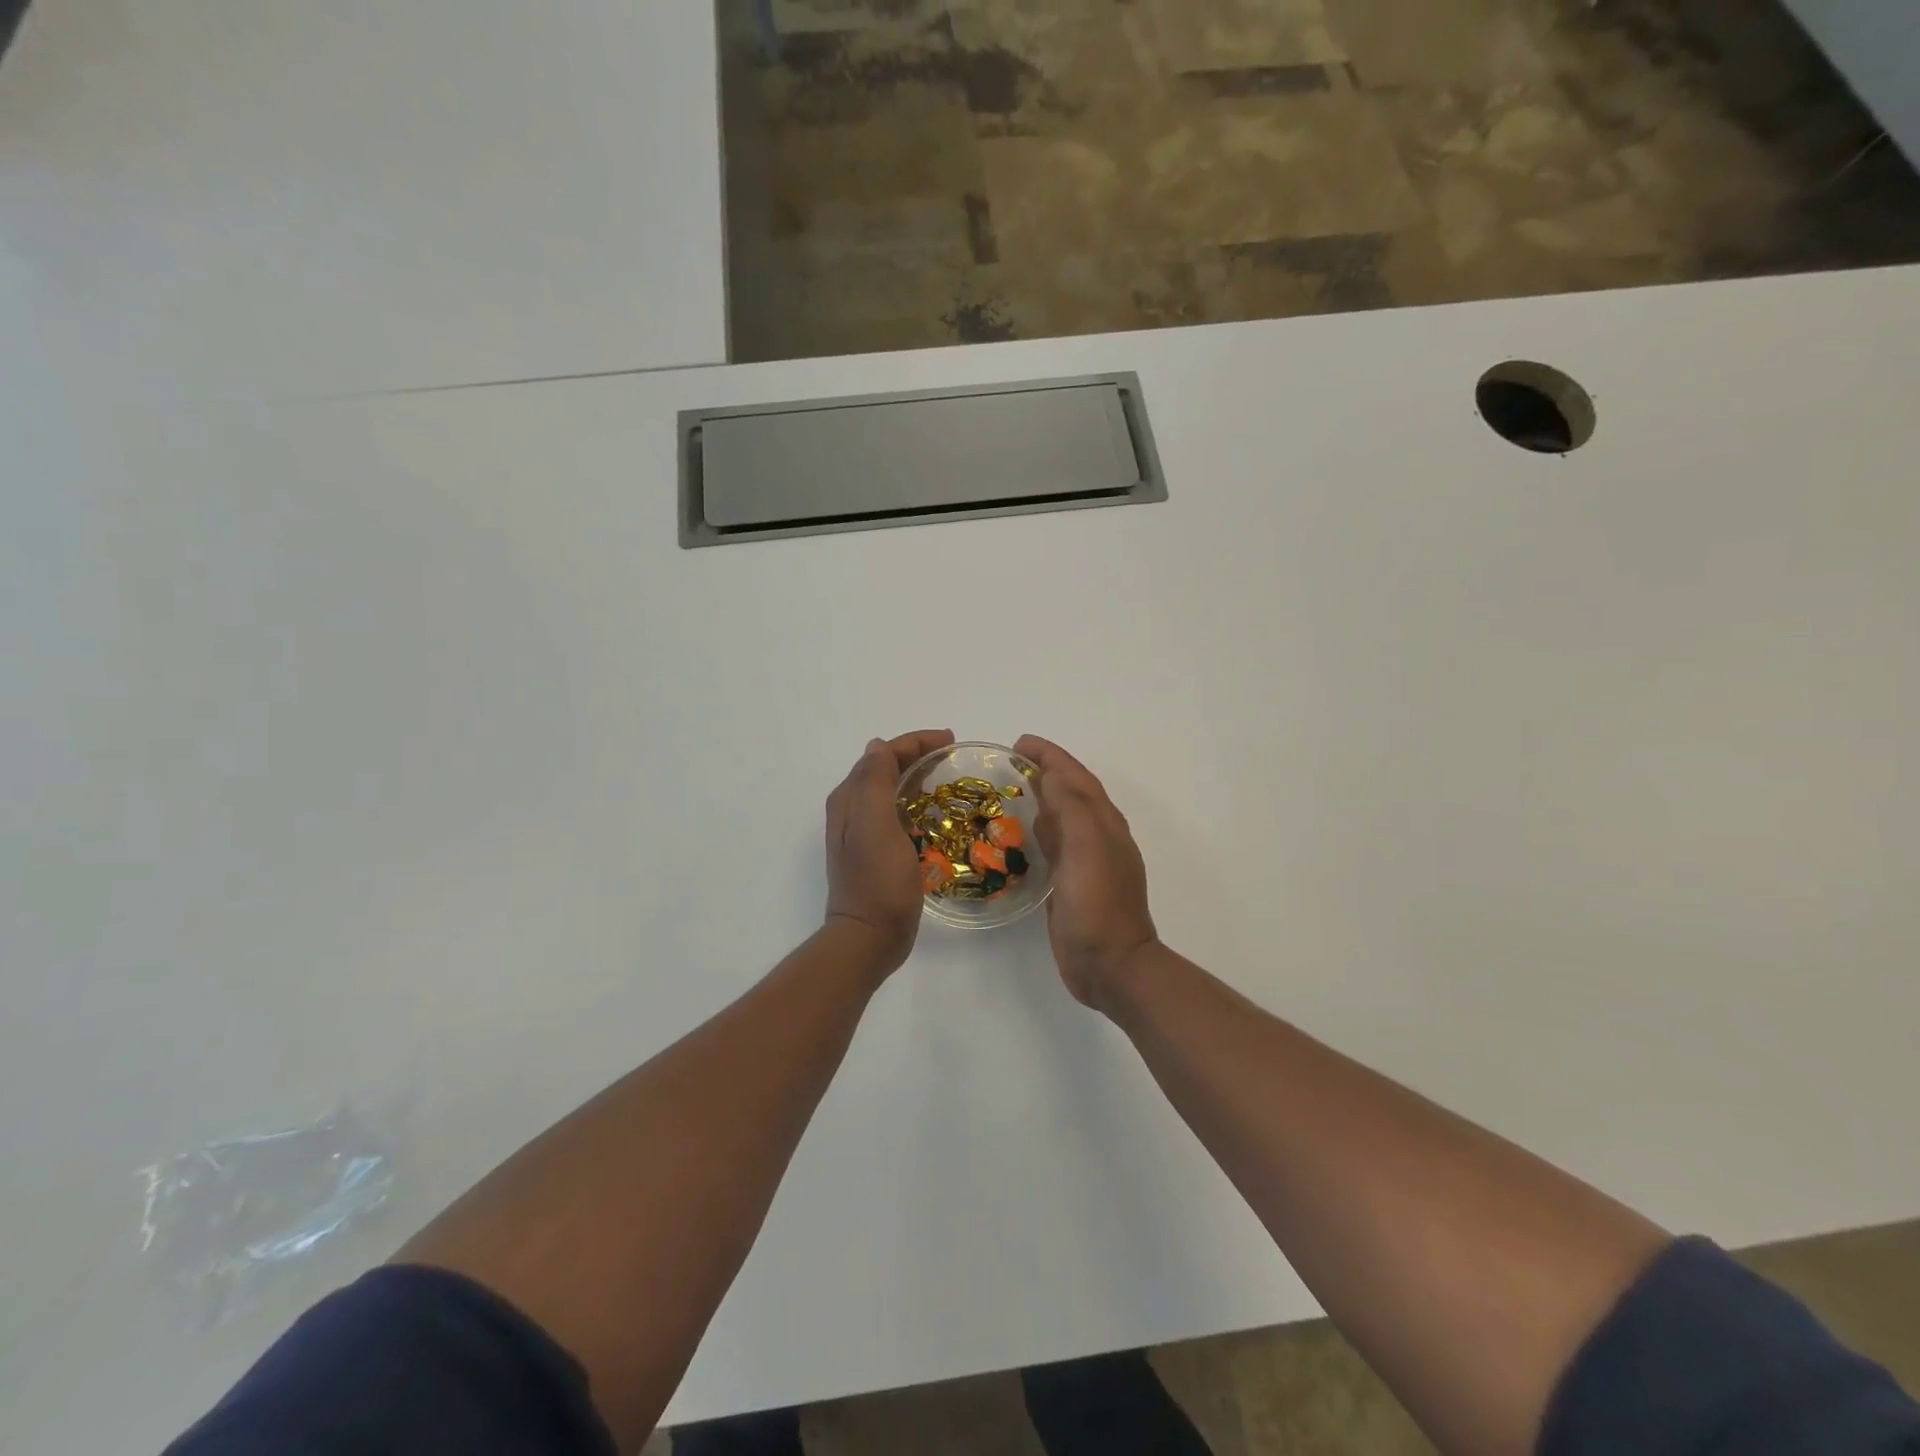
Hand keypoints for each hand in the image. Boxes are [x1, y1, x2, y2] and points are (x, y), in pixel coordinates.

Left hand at [824, 729, 955, 971]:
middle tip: (953, 757)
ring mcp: (863, 832)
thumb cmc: (877, 881)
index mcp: (850, 799)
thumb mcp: (875, 826)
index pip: (883, 754)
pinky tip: (935, 814)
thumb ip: (875, 782)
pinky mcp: (877, 852)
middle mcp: (852, 810)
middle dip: (918, 755)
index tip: (951, 742)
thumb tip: (879, 746)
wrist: (869, 938)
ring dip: (917, 778)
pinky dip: (917, 804)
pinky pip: (898, 814)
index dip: (915, 742)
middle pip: (886, 768)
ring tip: (947, 778)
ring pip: (892, 790)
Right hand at [1013, 736, 1158, 1008]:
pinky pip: (1054, 846)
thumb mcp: (1087, 848)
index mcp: (1104, 824)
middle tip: (1011, 764)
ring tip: (1013, 791)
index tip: (1020, 743)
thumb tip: (1054, 775)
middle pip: (1071, 793)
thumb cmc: (1098, 905)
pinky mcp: (1071, 885)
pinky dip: (1039, 831)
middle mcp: (1098, 838)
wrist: (1110, 966)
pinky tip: (1022, 837)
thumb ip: (1073, 808)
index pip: (1076, 777)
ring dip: (1042, 799)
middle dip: (1046, 772)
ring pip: (1063, 819)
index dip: (1051, 756)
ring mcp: (1086, 863)